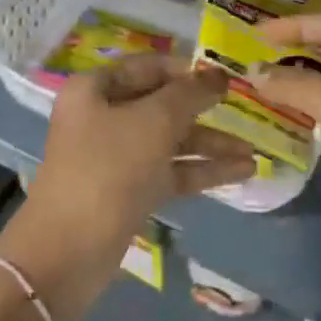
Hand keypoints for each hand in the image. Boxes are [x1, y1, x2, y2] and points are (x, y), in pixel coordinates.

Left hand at [0, 56, 256, 320]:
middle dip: (203, 110)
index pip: (149, 66)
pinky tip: (241, 171)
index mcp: (96, 89)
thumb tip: (217, 74)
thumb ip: (189, 94)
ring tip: (252, 152)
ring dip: (209, 144)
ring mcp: (114, 156)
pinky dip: (200, 170)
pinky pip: (169, 171)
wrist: (67, 254)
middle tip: (245, 111)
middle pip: (161, 104)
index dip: (187, 70)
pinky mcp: (127, 191)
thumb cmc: (108, 170)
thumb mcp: (154, 122)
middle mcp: (102, 116)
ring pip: (168, 140)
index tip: (225, 78)